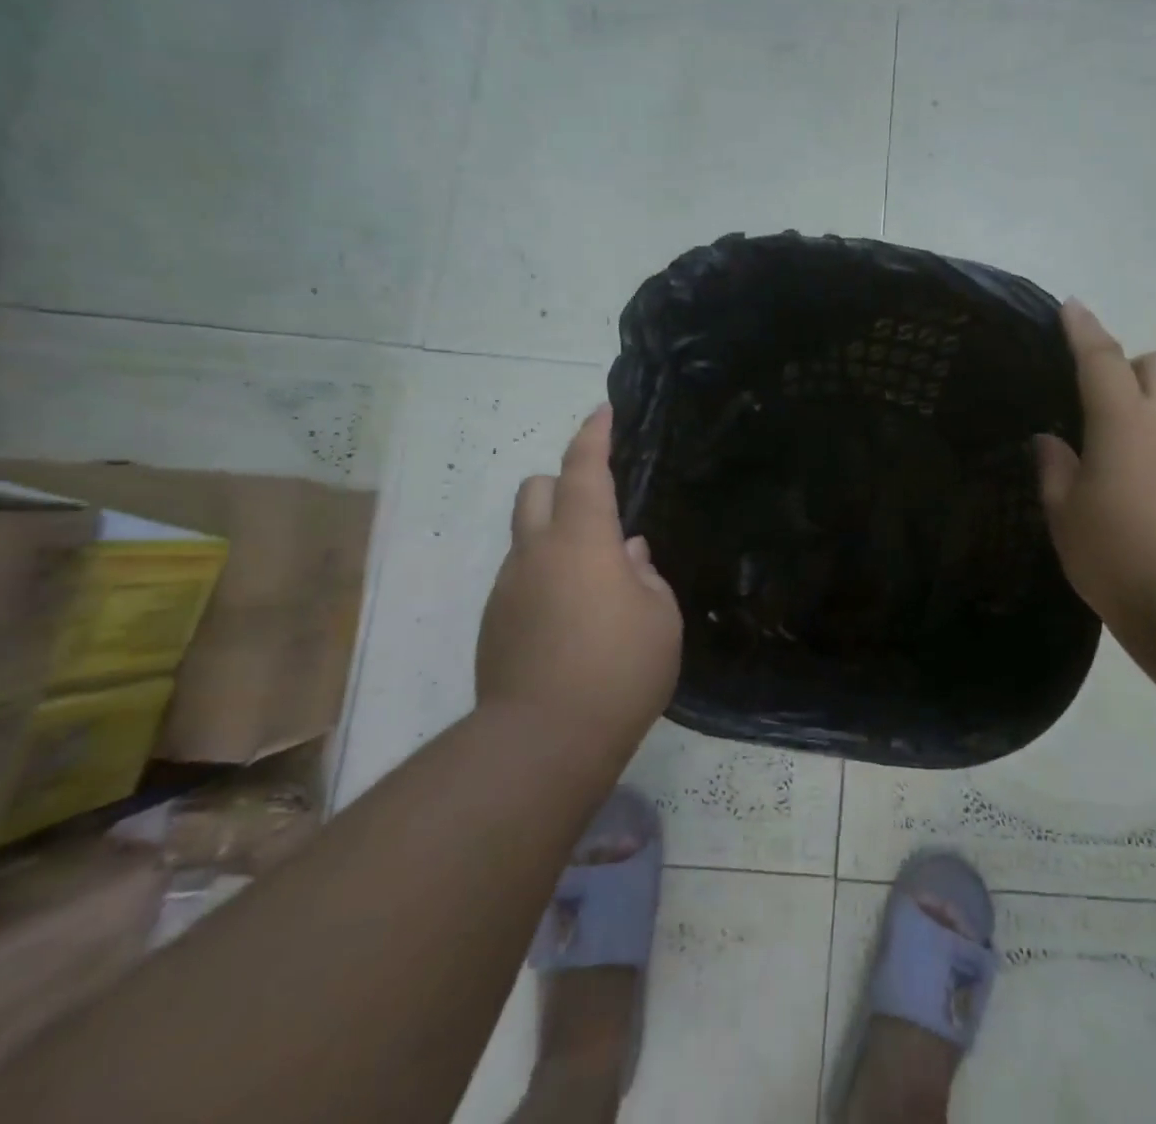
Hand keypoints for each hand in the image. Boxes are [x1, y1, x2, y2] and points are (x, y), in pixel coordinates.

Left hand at [477, 405, 682, 750]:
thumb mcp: (660, 618)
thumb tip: (627, 556)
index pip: (584, 470)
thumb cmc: (619, 669)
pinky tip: (572, 625)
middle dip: (561, 484)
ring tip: (596, 587)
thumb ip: (645, 577)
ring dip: (558, 542)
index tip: (602, 412)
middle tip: (597, 512)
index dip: (594, 436)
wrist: (543, 743)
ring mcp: (508, 589)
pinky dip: (547, 581)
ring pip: (528, 540)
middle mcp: (536, 553)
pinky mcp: (494, 625)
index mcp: (582, 540)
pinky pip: (523, 581)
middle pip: (534, 491)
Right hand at [1033, 300, 1155, 646]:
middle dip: (1134, 364)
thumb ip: (1055, 468)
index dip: (1084, 329)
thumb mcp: (1065, 513)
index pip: (1102, 359)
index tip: (1071, 306)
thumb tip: (1050, 441)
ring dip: (1150, 411)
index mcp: (1124, 422)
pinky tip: (1145, 490)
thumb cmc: (1116, 554)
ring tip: (1117, 456)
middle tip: (1103, 397)